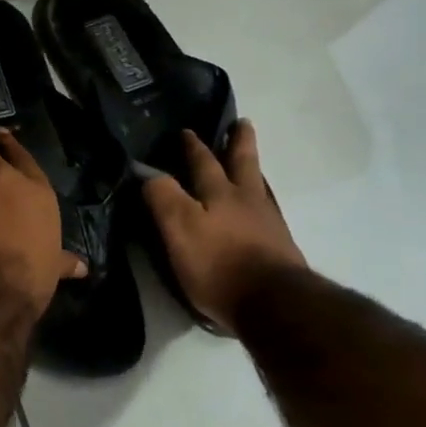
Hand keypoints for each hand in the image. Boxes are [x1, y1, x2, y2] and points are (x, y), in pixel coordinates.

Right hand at [142, 120, 305, 332]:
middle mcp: (246, 200)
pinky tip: (258, 204)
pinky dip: (260, 197)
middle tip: (241, 124)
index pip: (202, 163)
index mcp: (219, 194)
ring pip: (258, 184)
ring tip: (250, 158)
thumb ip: (163, 198)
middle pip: (242, 164)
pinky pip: (266, 208)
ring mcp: (267, 221)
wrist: (272, 302)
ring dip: (252, 167)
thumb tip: (147, 172)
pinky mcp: (278, 244)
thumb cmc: (218, 264)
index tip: (185, 131)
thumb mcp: (179, 229)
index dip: (192, 147)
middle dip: (238, 143)